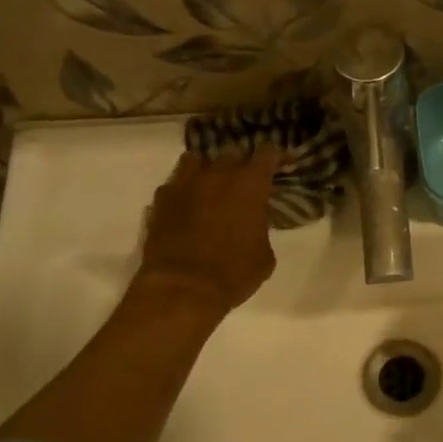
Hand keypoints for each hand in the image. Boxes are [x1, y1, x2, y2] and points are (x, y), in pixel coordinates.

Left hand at [136, 149, 279, 315]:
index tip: (281, 163)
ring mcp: (184, 184)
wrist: (183, 288)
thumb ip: (261, 227)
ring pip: (196, 161)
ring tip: (211, 187)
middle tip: (245, 185)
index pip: (267, 154)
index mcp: (250, 184)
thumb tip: (253, 222)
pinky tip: (186, 208)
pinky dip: (183, 192)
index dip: (276, 157)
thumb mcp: (264, 254)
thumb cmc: (234, 273)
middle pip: (231, 154)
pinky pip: (174, 185)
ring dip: (207, 170)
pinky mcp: (160, 200)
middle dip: (240, 166)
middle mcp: (217, 174)